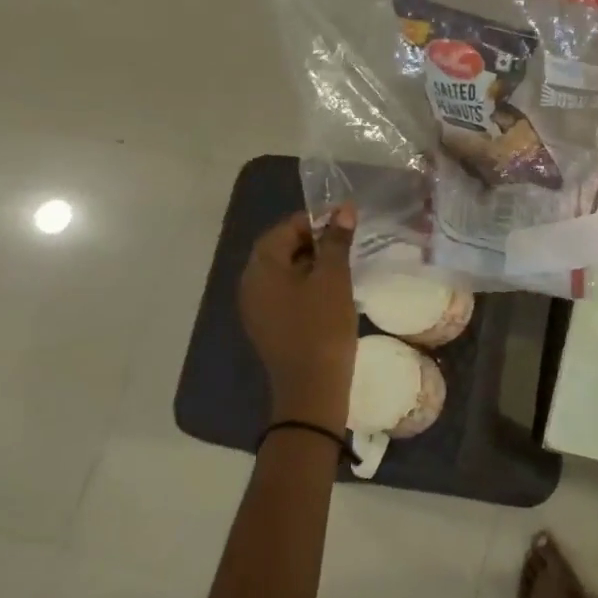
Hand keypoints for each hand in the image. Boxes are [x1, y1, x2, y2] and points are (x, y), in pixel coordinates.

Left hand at [239, 204, 357, 427]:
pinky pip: (284, 292)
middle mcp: (250, 284)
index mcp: (261, 269)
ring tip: (343, 263)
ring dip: (311, 262)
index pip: (283, 229)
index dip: (313, 220)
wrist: (312, 388)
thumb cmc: (322, 327)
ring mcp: (257, 307)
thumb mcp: (334, 278)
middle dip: (312, 239)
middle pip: (280, 249)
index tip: (344, 221)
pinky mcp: (268, 325)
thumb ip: (336, 241)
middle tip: (346, 240)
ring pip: (283, 272)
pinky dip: (306, 283)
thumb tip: (343, 209)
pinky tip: (331, 289)